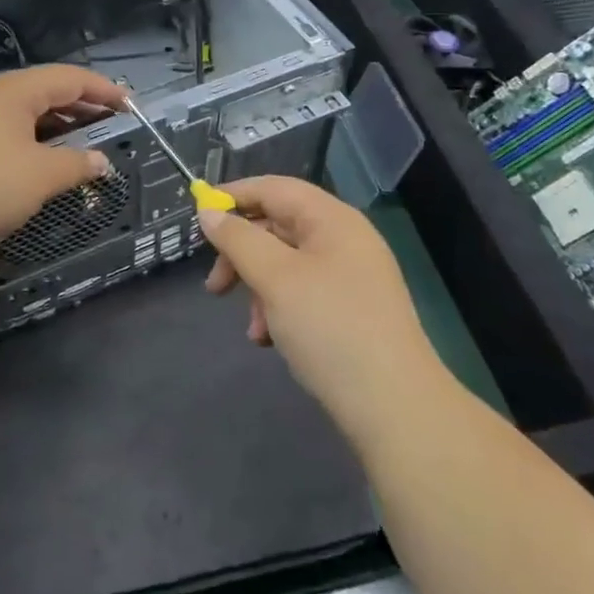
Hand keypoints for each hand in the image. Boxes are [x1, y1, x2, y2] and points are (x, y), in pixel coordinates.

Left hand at [0, 64, 129, 262]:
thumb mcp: (39, 178)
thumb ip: (75, 165)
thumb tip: (100, 161)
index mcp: (11, 92)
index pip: (68, 78)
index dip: (103, 89)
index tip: (129, 105)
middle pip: (40, 90)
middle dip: (76, 106)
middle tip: (104, 123)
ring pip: (13, 111)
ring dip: (47, 124)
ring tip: (69, 143)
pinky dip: (19, 137)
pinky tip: (21, 161)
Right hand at [200, 176, 446, 450]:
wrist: (395, 406)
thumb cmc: (330, 328)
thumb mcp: (275, 279)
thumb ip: (238, 240)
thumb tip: (209, 213)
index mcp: (332, 219)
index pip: (275, 188)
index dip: (234, 196)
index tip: (198, 216)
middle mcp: (345, 238)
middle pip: (279, 226)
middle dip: (242, 253)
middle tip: (215, 286)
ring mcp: (352, 275)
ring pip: (288, 263)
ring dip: (259, 287)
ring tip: (252, 328)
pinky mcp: (353, 309)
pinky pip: (304, 292)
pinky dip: (280, 308)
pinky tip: (269, 340)